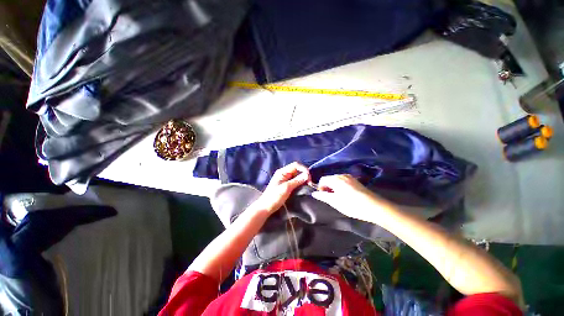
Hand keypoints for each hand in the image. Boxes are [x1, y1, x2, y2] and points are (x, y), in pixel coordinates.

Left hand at [252, 162, 310, 213]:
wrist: (266, 207)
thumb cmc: (274, 197)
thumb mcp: (286, 188)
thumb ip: (297, 181)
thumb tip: (307, 175)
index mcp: (282, 172)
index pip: (295, 165)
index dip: (303, 169)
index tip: (309, 177)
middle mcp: (284, 173)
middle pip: (297, 170)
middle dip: (304, 174)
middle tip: (310, 183)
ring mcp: (285, 179)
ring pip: (297, 175)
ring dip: (303, 179)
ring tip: (308, 185)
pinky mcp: (287, 185)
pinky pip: (296, 181)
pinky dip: (301, 182)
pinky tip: (304, 186)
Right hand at [311, 174, 388, 220]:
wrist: (374, 206)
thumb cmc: (352, 205)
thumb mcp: (335, 202)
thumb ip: (323, 196)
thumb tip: (314, 193)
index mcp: (336, 179)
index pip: (322, 179)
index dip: (320, 187)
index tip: (324, 197)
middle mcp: (342, 175)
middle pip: (329, 179)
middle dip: (327, 187)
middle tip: (330, 198)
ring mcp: (350, 177)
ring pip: (336, 180)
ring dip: (333, 187)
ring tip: (338, 198)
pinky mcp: (355, 181)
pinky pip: (343, 181)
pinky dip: (340, 187)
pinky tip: (345, 195)